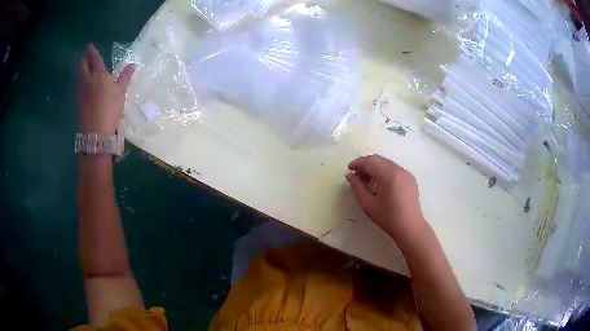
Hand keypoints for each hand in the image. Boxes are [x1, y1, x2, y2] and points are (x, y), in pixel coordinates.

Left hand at [77, 44, 135, 133]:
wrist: (97, 130)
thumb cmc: (111, 107)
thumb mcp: (121, 91)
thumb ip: (125, 77)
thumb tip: (133, 64)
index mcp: (99, 74)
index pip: (95, 59)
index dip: (92, 52)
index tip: (89, 46)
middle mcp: (88, 80)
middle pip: (84, 66)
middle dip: (84, 60)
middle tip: (85, 56)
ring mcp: (82, 91)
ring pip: (80, 76)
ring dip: (81, 70)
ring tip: (83, 67)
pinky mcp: (78, 101)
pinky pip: (78, 86)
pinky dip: (80, 81)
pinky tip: (83, 84)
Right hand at [345, 154, 425, 242]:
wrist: (410, 227)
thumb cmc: (387, 217)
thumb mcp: (368, 204)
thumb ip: (357, 187)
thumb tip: (349, 175)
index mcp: (388, 175)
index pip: (370, 161)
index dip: (357, 163)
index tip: (349, 169)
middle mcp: (398, 169)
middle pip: (378, 159)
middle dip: (365, 164)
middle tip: (356, 176)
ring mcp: (406, 173)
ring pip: (386, 163)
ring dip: (374, 167)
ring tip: (367, 180)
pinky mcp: (410, 178)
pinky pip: (394, 168)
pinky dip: (384, 171)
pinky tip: (380, 183)